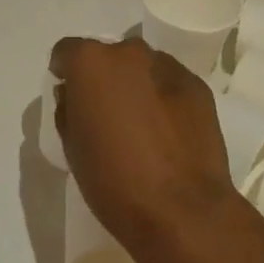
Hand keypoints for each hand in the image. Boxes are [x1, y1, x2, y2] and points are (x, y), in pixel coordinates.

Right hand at [49, 36, 236, 250]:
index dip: (64, 73)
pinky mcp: (198, 86)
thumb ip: (68, 109)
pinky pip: (169, 83)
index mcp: (91, 63)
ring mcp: (169, 67)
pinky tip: (166, 131)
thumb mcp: (72, 147)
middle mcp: (130, 53)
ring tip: (140, 123)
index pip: (67, 52)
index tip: (69, 97)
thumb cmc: (113, 181)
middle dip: (103, 77)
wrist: (182, 210)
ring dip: (136, 85)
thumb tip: (74, 95)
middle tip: (106, 113)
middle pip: (108, 56)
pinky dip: (163, 97)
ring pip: (142, 67)